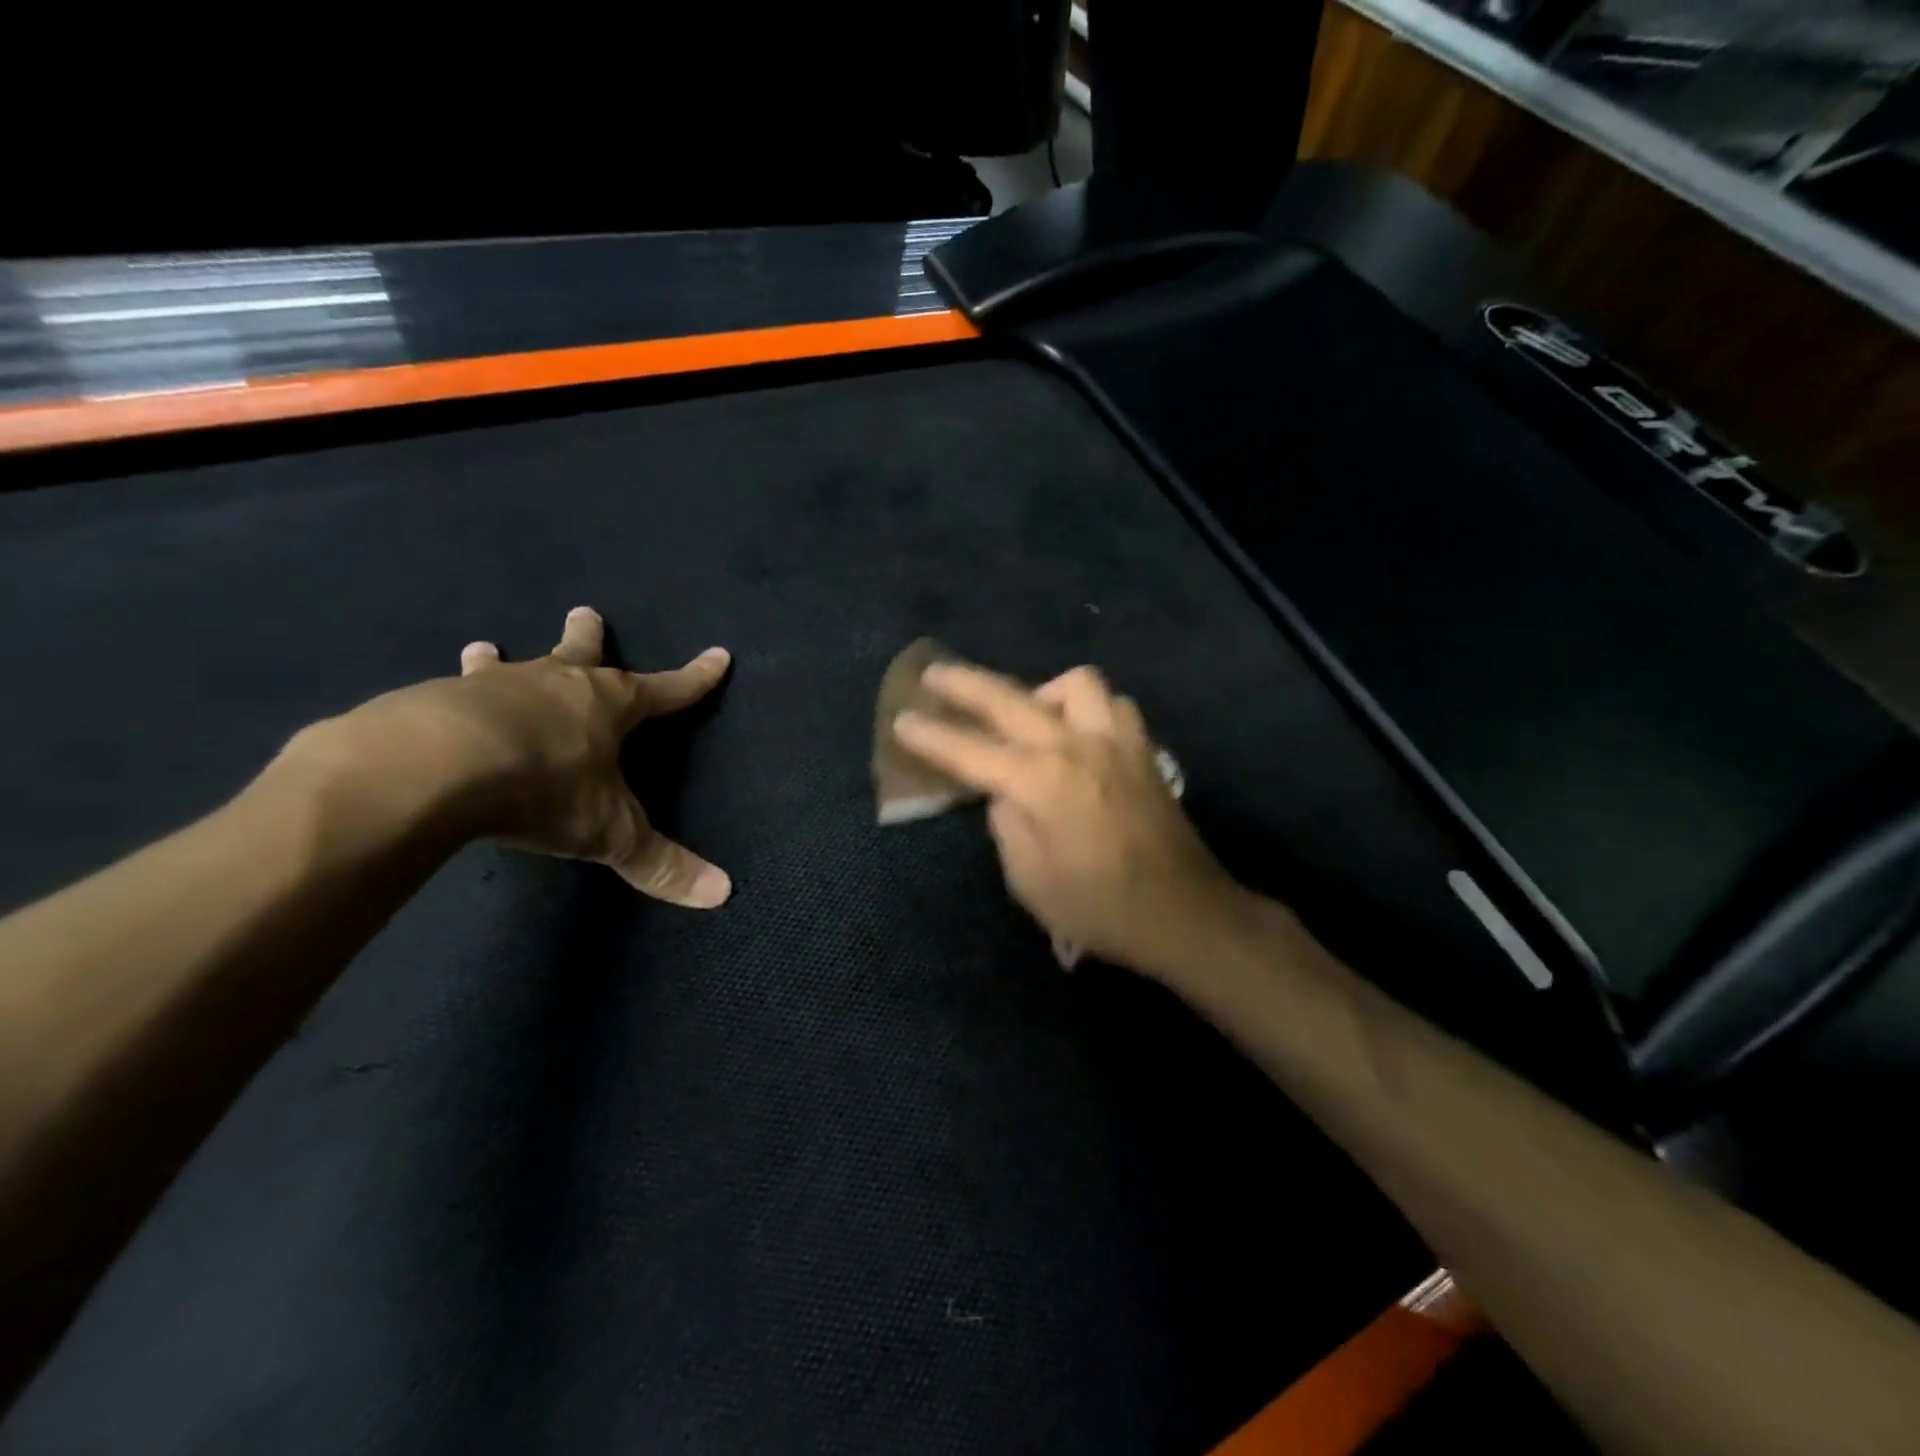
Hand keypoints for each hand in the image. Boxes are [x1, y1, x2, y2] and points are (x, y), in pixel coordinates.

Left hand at [316, 607, 732, 907]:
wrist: (436, 766)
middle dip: (589, 635)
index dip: (696, 678)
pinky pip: (449, 693)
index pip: (667, 690)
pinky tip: (433, 703)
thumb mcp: (609, 833)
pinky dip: (449, 695)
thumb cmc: (544, 788)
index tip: (718, 656)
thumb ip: (661, 864)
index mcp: (609, 706)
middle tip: (586, 611)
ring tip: (482, 646)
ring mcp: (495, 687)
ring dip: (498, 658)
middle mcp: (557, 685)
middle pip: (581, 653)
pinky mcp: (437, 699)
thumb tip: (723, 894)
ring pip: (505, 664)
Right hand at [893, 663, 1241, 977]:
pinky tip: (1079, 733)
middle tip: (933, 675)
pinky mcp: (1143, 750)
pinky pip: (1111, 706)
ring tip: (1027, 715)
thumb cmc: (1101, 909)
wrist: (1186, 913)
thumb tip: (1005, 792)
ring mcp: (1116, 741)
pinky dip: (1087, 709)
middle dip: (965, 684)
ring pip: (1074, 684)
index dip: (931, 736)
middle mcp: (1076, 746)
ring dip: (1041, 692)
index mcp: (1041, 783)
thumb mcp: (1030, 882)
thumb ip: (1007, 826)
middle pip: (1010, 698)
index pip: (970, 750)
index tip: (901, 720)